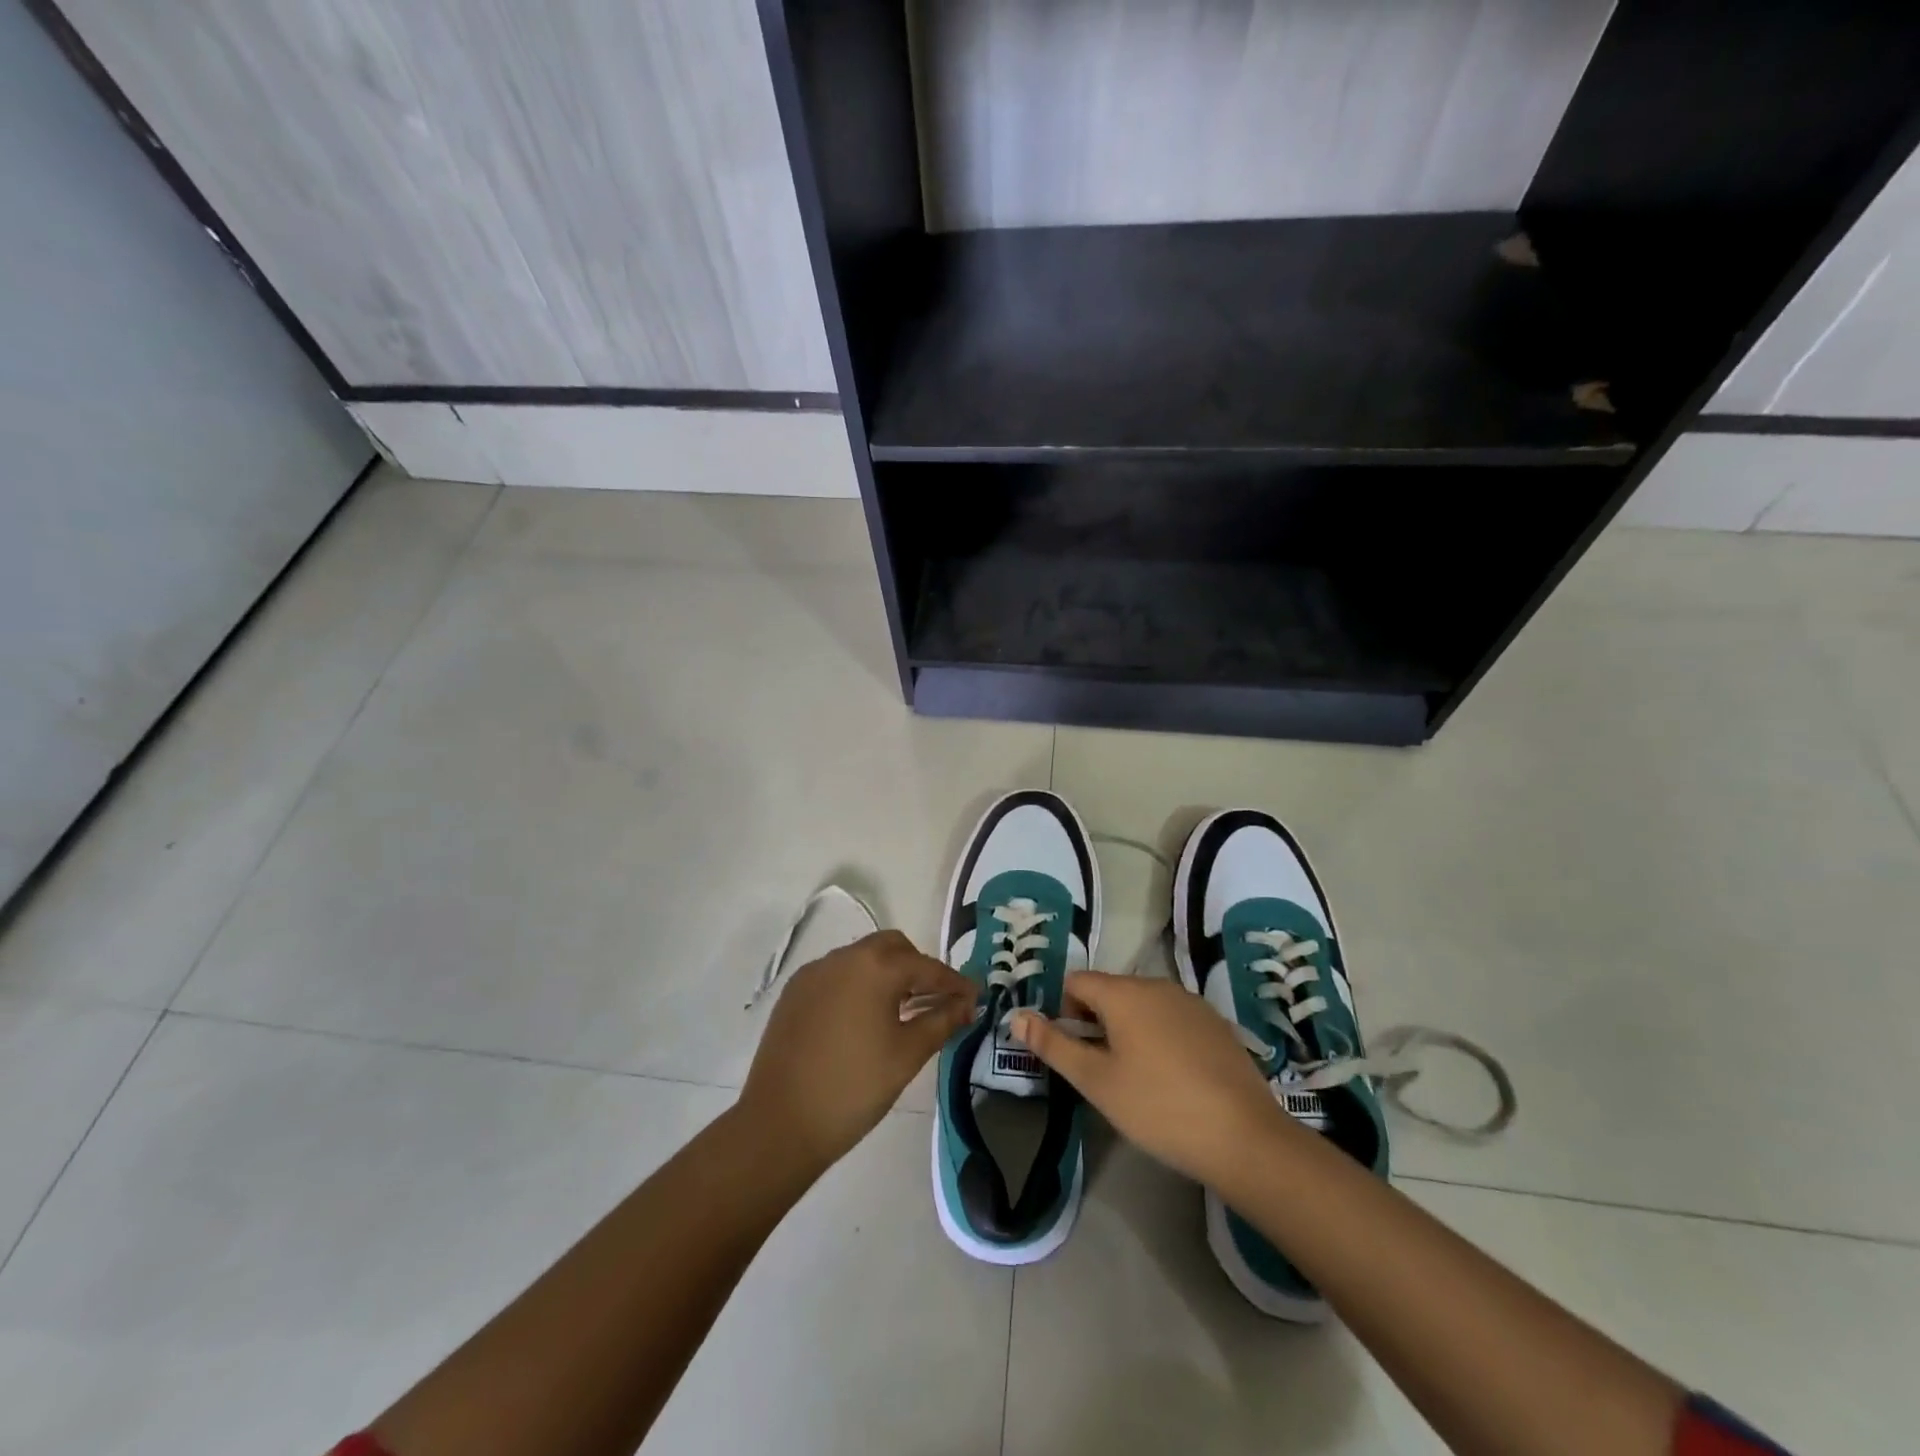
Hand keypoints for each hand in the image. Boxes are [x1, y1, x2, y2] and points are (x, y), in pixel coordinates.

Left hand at [740, 930, 975, 1170]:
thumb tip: (966, 1004)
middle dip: (918, 968)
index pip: (926, 967)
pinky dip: (858, 985)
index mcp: (875, 967)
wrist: (780, 1124)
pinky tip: (863, 1019)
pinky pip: (836, 975)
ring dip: (886, 974)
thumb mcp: (907, 1055)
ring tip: (901, 1011)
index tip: (974, 998)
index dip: (954, 983)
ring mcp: (814, 973)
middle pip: (892, 948)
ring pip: (862, 958)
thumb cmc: (854, 1088)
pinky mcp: (794, 993)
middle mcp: (843, 957)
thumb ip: (941, 1021)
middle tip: (935, 999)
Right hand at [1011, 972, 1282, 1189]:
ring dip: (1128, 1030)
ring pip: (1142, 1005)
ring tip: (1137, 1079)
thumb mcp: (1096, 1081)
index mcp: (1124, 993)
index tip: (1075, 1053)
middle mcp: (1157, 985)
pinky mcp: (1216, 1023)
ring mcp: (1191, 1002)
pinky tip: (1173, 1079)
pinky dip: (1160, 1037)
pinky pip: (1172, 1017)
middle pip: (1109, 991)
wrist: (1244, 1137)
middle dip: (1096, 1023)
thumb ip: (1053, 1045)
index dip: (1065, 1013)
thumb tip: (1016, 1016)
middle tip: (1102, 1072)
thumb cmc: (1158, 1108)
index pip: (1076, 982)